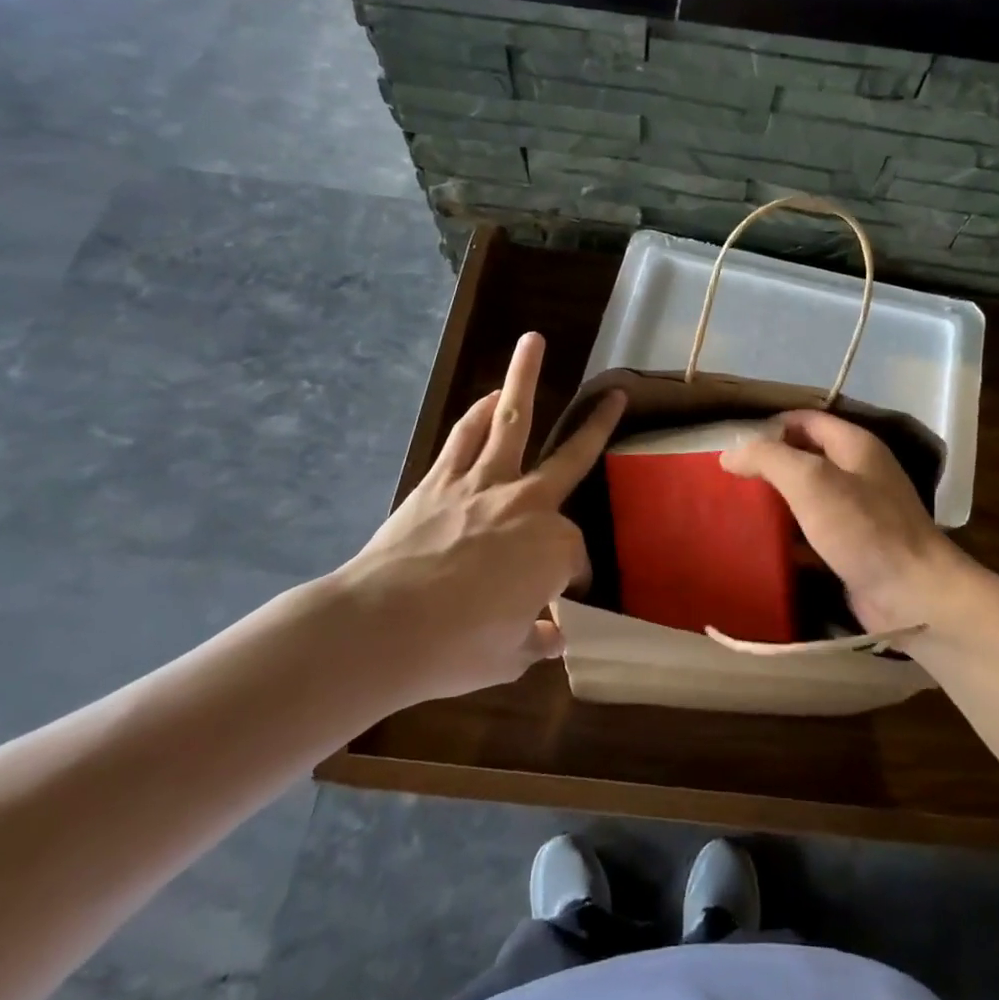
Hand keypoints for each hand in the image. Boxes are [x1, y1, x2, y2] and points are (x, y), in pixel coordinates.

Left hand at [328, 333, 624, 704]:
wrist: (382, 628)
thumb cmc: (456, 648)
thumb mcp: (509, 657)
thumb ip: (537, 640)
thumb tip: (553, 635)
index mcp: (554, 549)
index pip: (575, 559)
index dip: (569, 581)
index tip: (557, 604)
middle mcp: (528, 504)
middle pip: (571, 457)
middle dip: (597, 425)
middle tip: (615, 394)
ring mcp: (483, 484)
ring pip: (512, 421)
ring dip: (523, 379)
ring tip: (531, 342)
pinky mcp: (441, 479)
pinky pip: (467, 436)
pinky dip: (480, 413)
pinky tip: (490, 398)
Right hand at [720, 410, 960, 635]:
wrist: (913, 596)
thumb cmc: (862, 528)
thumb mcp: (810, 481)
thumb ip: (769, 458)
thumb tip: (730, 453)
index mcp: (854, 445)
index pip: (804, 420)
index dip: (768, 428)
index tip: (733, 447)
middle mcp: (859, 472)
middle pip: (804, 457)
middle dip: (769, 465)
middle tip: (729, 480)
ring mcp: (858, 512)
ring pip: (807, 497)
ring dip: (776, 502)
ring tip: (736, 510)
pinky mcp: (853, 548)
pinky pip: (813, 533)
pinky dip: (789, 536)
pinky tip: (762, 546)